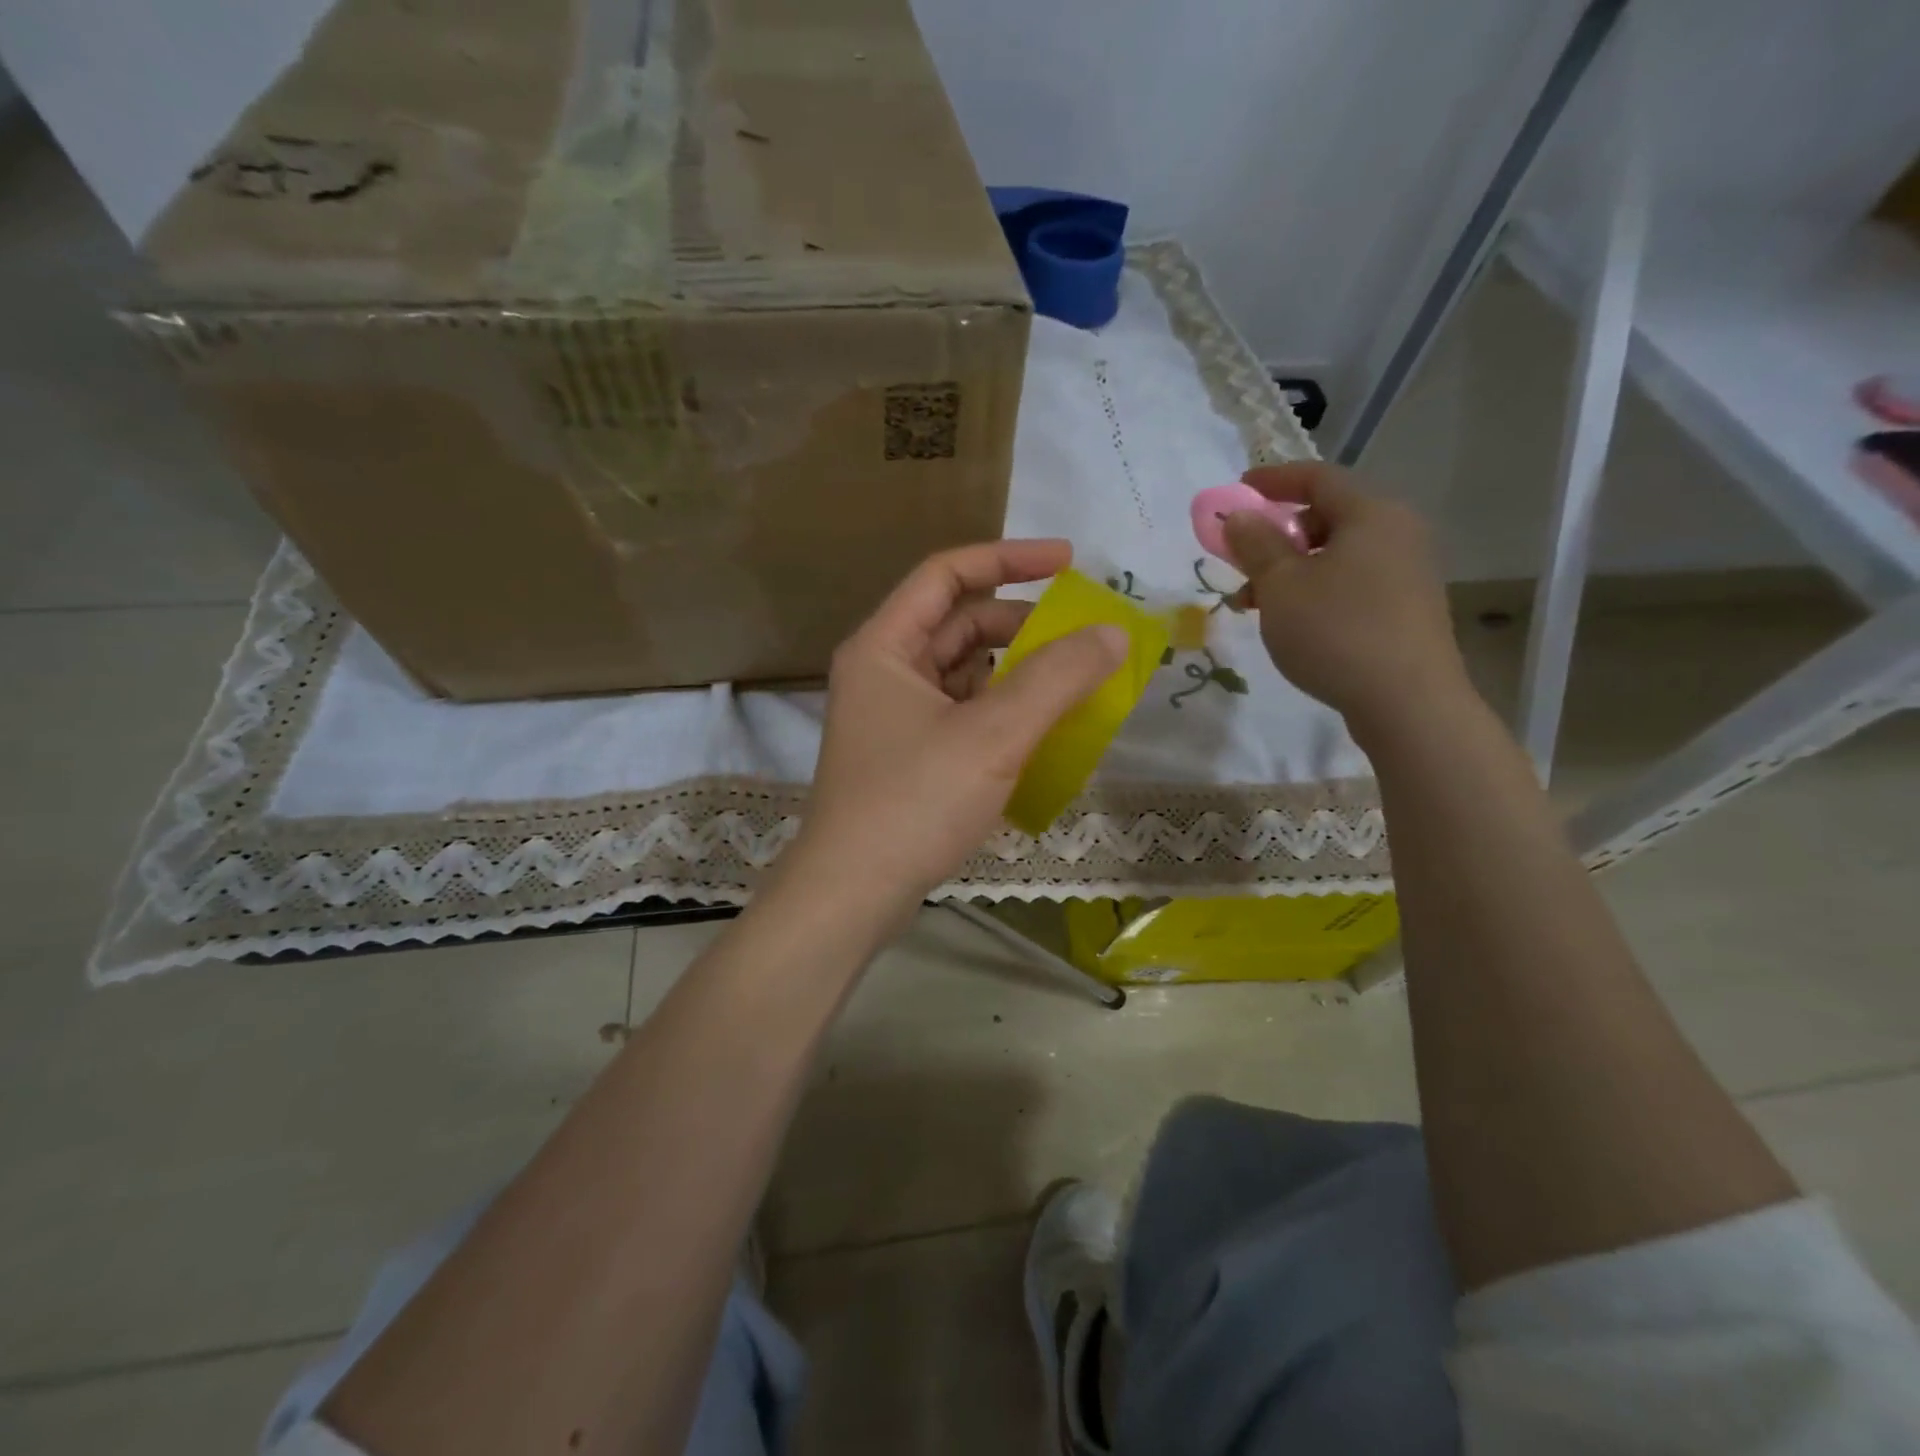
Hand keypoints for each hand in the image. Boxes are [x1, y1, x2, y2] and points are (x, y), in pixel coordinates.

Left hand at [784, 540, 1127, 915]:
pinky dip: (1001, 711)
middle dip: (1021, 624)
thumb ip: (1057, 678)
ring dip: (1015, 671)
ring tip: (1072, 684)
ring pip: (963, 672)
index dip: (1008, 558)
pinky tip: (1040, 730)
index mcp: (886, 646)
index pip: (947, 574)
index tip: (1068, 561)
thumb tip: (1113, 633)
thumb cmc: (914, 802)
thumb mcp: (994, 734)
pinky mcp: (907, 755)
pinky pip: (962, 713)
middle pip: (958, 624)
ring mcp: (892, 716)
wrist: (853, 894)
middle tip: (1080, 638)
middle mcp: (883, 671)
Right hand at [1223, 463, 1468, 735]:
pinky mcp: (1408, 607)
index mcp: (1371, 514)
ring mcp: (1408, 571)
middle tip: (1244, 562)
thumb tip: (1238, 516)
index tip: (1238, 490)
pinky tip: (1296, 623)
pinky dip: (1318, 589)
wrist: (1407, 701)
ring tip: (1259, 604)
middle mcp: (1398, 532)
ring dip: (1293, 569)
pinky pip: (1354, 581)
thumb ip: (1256, 545)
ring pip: (1338, 554)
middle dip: (1279, 535)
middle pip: (1328, 516)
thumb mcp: (1281, 586)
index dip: (1273, 480)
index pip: (1317, 478)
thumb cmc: (1336, 631)